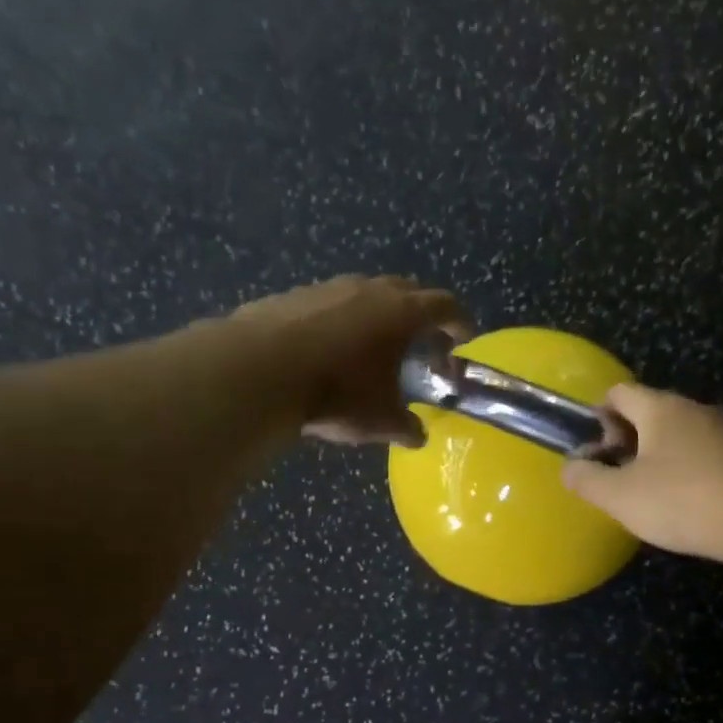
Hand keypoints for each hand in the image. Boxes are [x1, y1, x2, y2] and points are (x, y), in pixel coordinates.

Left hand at [229, 275, 470, 445]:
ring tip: (372, 345)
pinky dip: (339, 320)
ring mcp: (328, 288)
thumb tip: (417, 435)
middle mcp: (369, 290)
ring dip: (377, 314)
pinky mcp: (292, 295)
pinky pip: (329, 303)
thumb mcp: (380, 421)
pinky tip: (327, 348)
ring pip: (365, 292)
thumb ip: (406, 426)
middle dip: (420, 313)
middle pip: (408, 290)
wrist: (259, 371)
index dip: (459, 322)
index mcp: (402, 313)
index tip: (464, 338)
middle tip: (421, 341)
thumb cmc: (336, 393)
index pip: (445, 306)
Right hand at [561, 383, 722, 563]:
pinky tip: (684, 502)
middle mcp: (693, 409)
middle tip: (615, 475)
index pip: (619, 393)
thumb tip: (571, 467)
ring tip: (646, 493)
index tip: (593, 450)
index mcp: (660, 408)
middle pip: (648, 412)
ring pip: (676, 434)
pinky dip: (684, 469)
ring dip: (655, 456)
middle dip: (625, 439)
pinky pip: (701, 453)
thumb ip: (588, 480)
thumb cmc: (684, 501)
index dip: (598, 416)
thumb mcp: (621, 496)